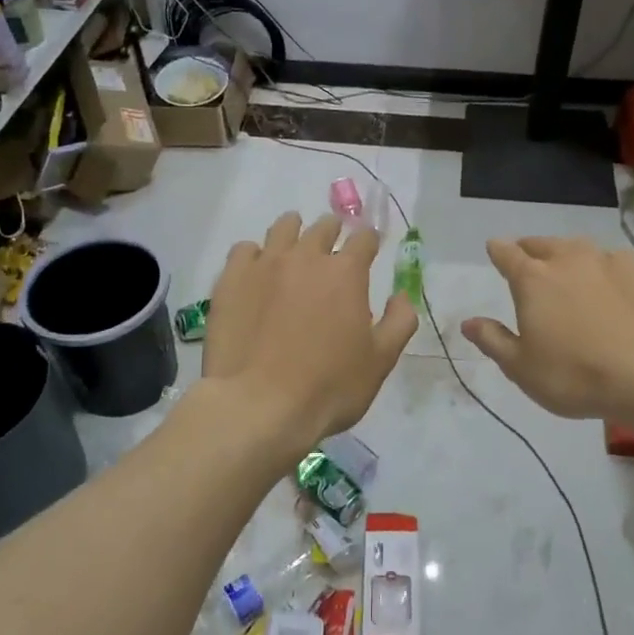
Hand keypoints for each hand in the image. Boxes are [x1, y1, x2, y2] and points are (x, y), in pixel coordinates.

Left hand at [203, 212, 417, 447]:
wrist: (259, 406)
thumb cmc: (329, 387)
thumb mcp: (380, 361)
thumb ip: (399, 322)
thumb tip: (402, 296)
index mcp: (346, 273)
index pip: (364, 239)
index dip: (369, 241)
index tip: (370, 248)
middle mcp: (306, 257)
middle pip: (323, 227)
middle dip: (333, 232)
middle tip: (333, 247)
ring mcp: (265, 264)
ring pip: (282, 228)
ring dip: (294, 231)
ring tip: (294, 245)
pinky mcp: (231, 279)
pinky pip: (244, 250)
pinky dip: (255, 255)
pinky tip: (256, 271)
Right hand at [462, 237, 633, 422]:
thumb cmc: (576, 375)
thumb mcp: (522, 368)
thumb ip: (493, 340)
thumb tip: (468, 322)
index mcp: (532, 279)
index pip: (506, 253)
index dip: (497, 250)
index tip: (494, 249)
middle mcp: (566, 259)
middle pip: (541, 244)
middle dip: (530, 250)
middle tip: (528, 262)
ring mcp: (606, 259)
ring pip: (577, 247)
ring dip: (566, 255)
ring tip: (568, 271)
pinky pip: (612, 260)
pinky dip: (603, 268)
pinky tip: (611, 286)